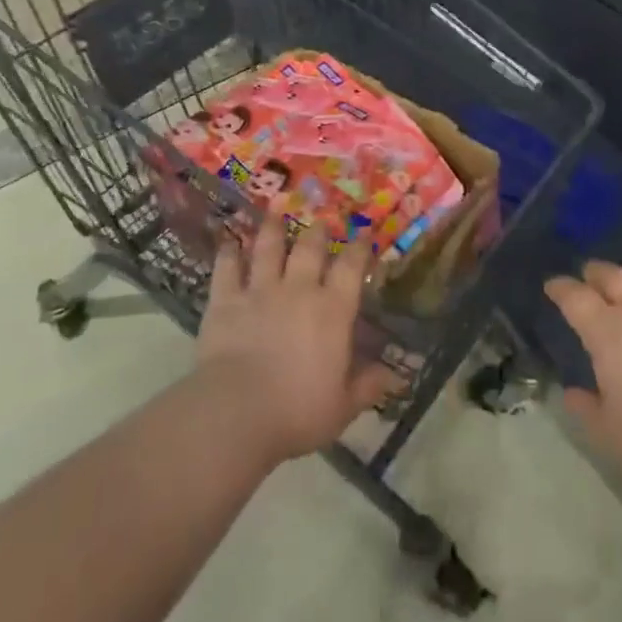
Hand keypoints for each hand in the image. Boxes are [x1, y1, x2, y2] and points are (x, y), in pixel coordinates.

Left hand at [197, 215, 399, 465]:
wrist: (238, 412)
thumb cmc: (297, 411)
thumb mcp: (342, 407)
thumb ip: (367, 387)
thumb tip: (395, 377)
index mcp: (332, 310)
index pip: (351, 268)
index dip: (359, 249)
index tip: (364, 235)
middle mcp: (298, 289)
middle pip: (310, 248)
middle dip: (317, 231)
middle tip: (320, 219)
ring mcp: (260, 290)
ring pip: (268, 248)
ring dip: (272, 227)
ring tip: (275, 209)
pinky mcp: (226, 300)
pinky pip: (227, 268)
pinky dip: (228, 253)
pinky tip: (228, 241)